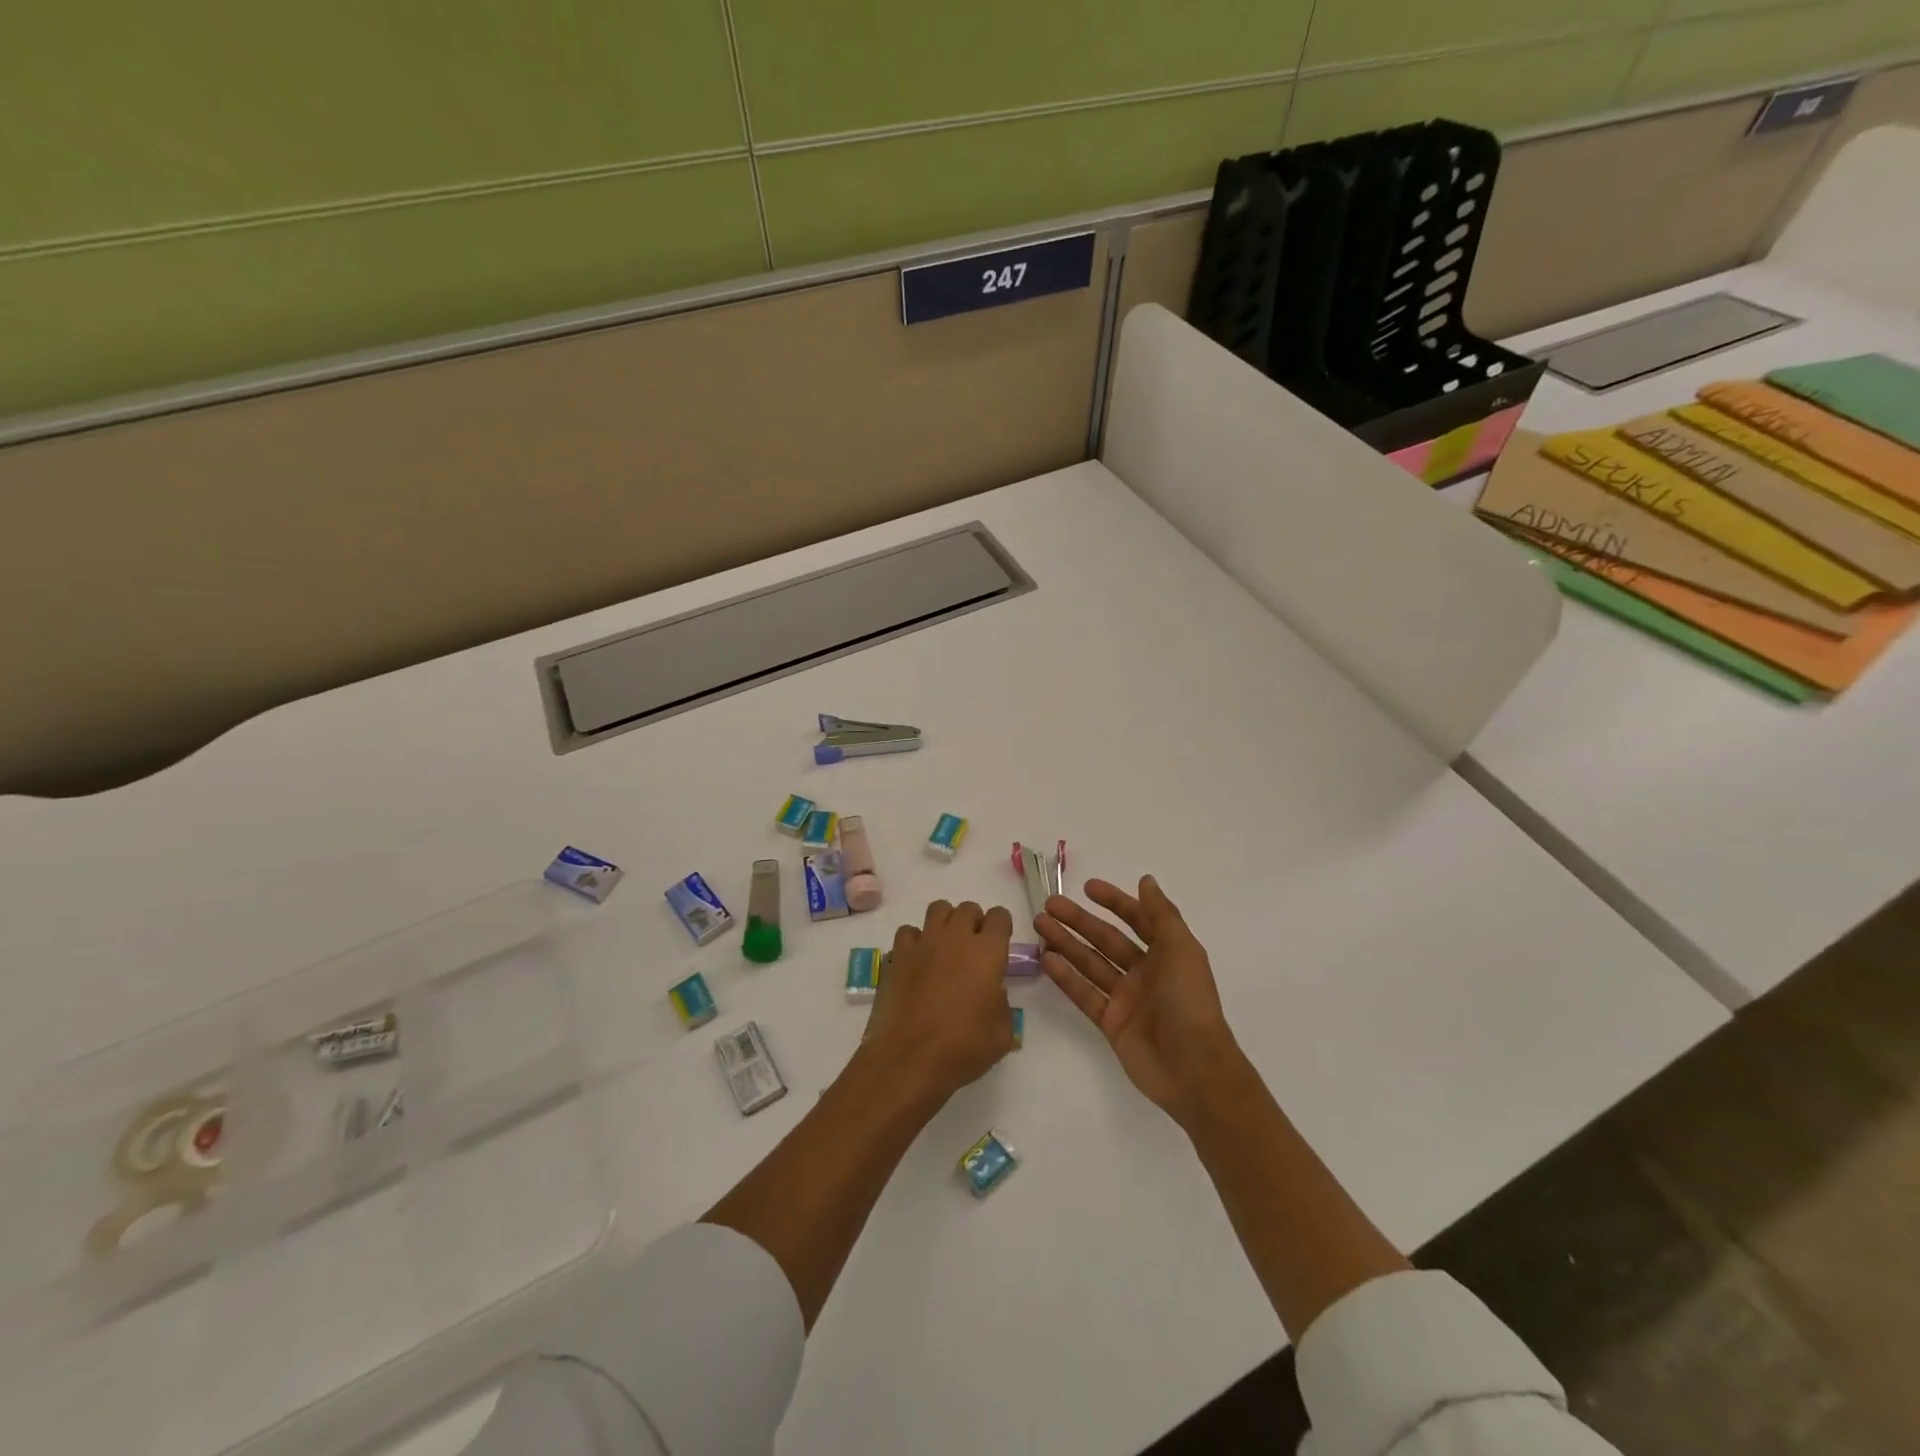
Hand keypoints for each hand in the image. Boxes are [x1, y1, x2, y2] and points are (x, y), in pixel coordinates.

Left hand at [862, 899, 1016, 1107]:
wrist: (909, 1059)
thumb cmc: (963, 1048)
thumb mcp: (1002, 1033)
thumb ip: (1002, 1003)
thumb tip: (991, 993)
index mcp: (987, 952)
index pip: (999, 916)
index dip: (1001, 927)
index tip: (999, 944)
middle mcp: (955, 938)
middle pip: (968, 908)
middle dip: (974, 922)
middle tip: (973, 950)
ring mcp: (923, 943)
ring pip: (938, 909)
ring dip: (946, 923)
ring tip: (945, 949)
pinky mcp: (898, 956)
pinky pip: (908, 932)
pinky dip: (915, 941)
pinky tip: (917, 962)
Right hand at [1036, 876, 1242, 1126]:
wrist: (1194, 1069)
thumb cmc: (1190, 1002)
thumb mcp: (1182, 950)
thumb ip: (1162, 915)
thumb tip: (1146, 880)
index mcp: (1167, 954)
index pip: (1137, 920)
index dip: (1114, 902)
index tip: (1087, 887)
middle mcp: (1145, 972)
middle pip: (1106, 940)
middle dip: (1079, 921)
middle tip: (1049, 905)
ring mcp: (1126, 999)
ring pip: (1091, 964)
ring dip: (1066, 943)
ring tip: (1039, 925)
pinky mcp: (1111, 1023)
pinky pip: (1085, 994)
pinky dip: (1066, 977)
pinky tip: (1047, 960)